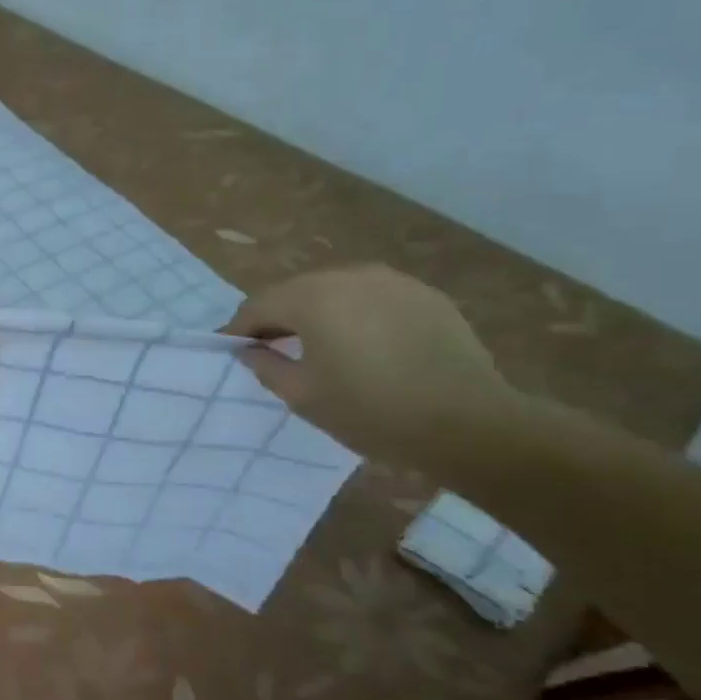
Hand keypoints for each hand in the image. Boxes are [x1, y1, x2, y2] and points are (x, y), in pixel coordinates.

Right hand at [221, 264, 520, 467]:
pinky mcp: (424, 295)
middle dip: (278, 317)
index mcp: (313, 298)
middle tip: (271, 348)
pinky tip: (365, 345)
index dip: (239, 328)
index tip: (233, 349)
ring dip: (318, 313)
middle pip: (296, 291)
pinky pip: (373, 298)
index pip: (258, 304)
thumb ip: (266, 366)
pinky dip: (357, 314)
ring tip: (318, 345)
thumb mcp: (303, 396)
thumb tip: (250, 350)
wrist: (467, 423)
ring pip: (336, 290)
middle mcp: (349, 276)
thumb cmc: (371, 411)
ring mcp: (391, 281)